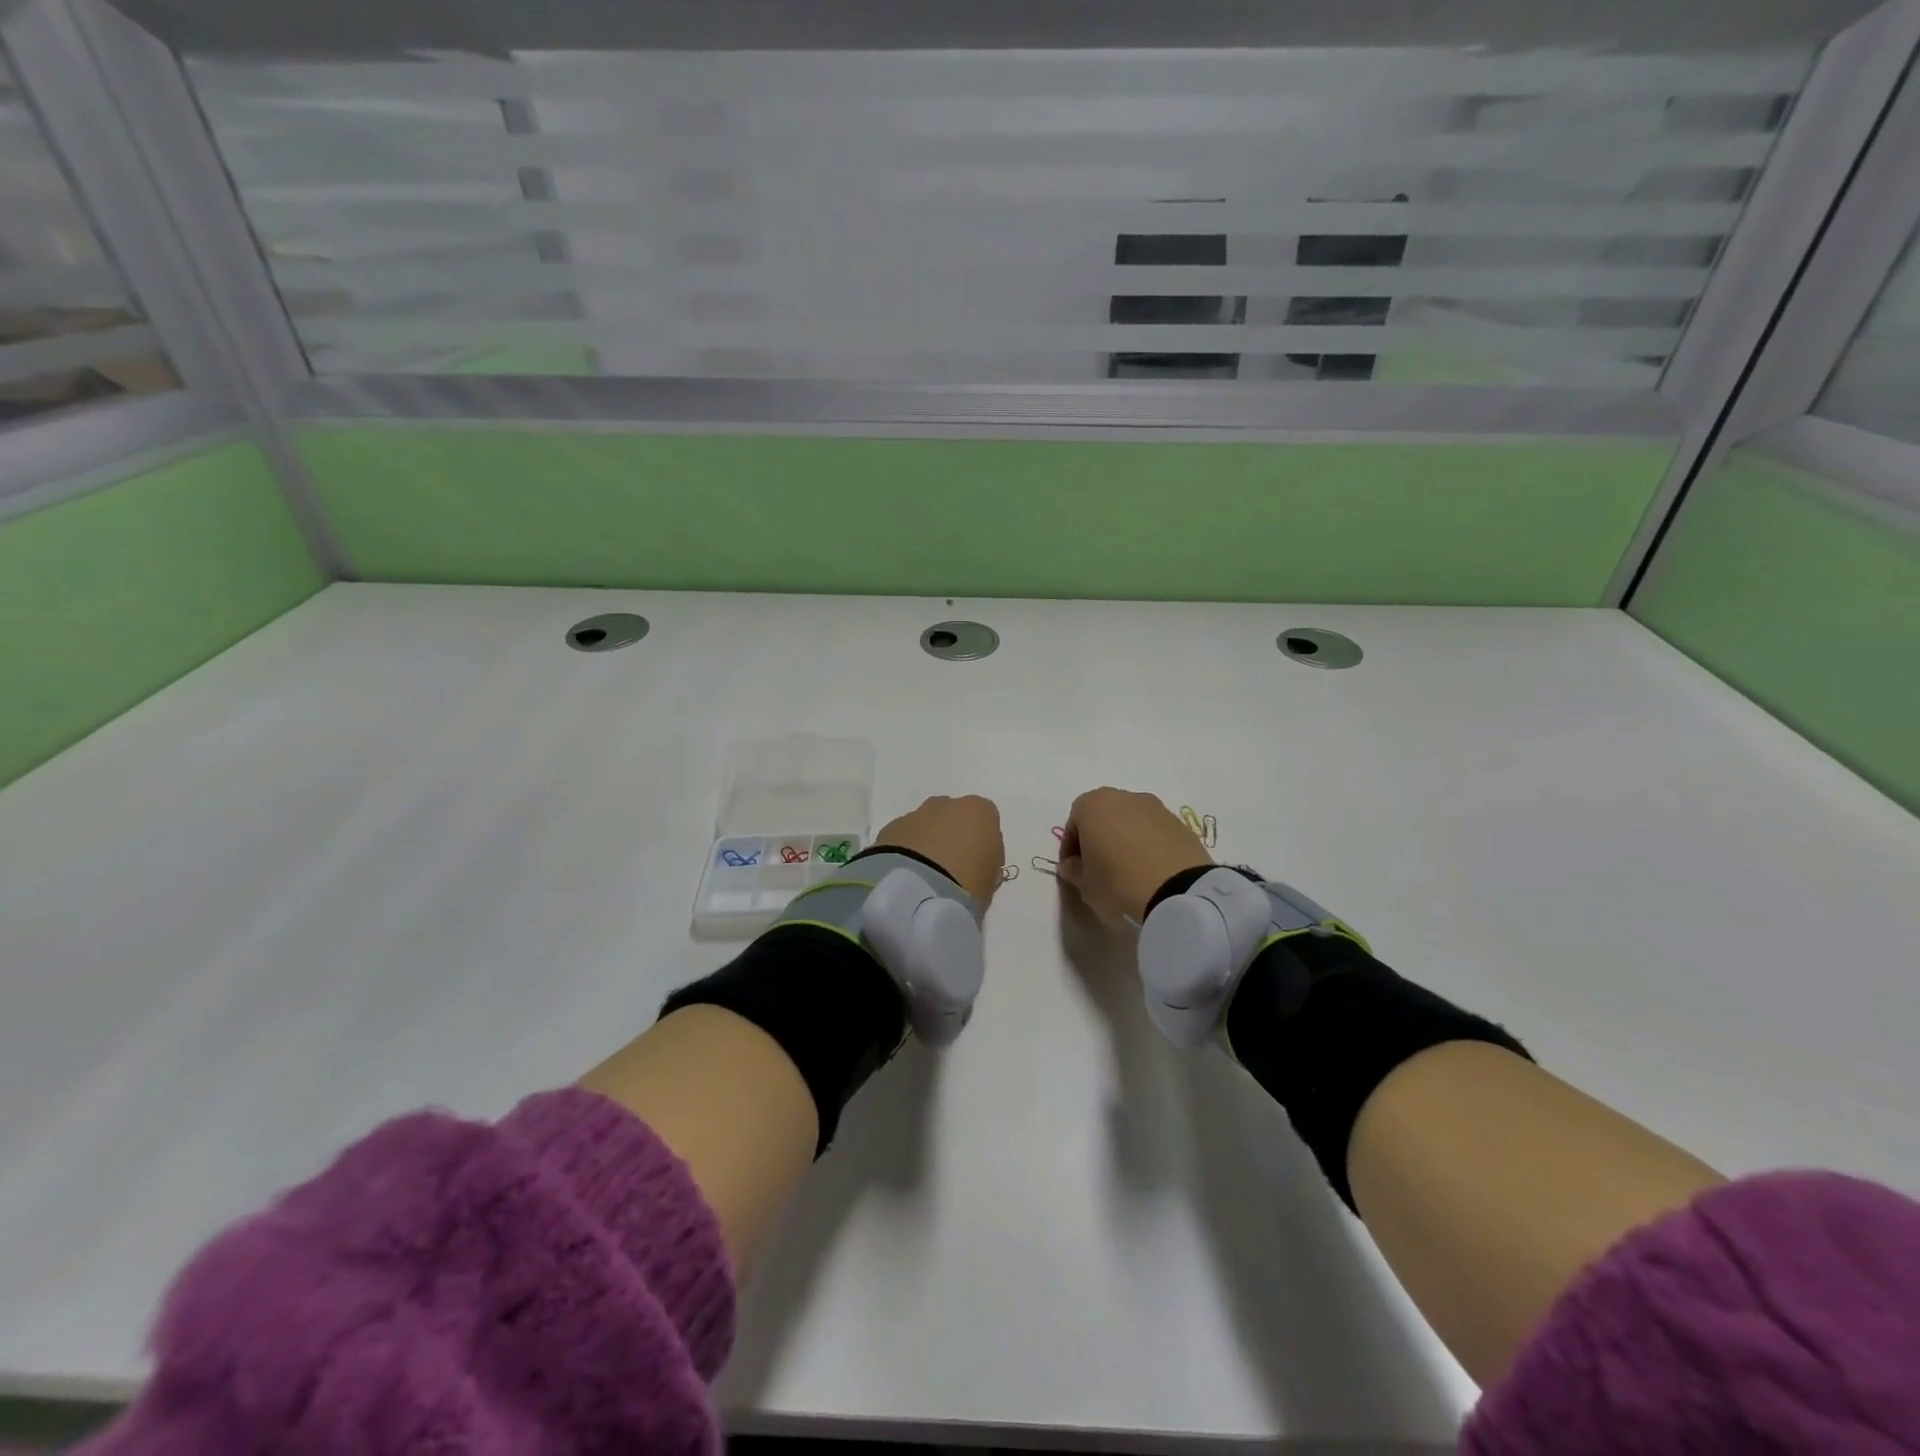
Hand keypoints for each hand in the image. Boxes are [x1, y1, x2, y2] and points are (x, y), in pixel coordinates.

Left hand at [872, 795, 1005, 904]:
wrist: (916, 891)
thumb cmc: (966, 884)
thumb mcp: (990, 881)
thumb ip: (986, 864)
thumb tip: (975, 865)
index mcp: (979, 811)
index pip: (986, 820)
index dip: (982, 843)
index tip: (978, 865)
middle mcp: (947, 804)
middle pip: (953, 817)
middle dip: (951, 836)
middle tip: (950, 869)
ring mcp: (915, 814)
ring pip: (925, 825)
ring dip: (926, 843)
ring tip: (924, 875)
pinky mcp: (889, 829)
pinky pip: (903, 838)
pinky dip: (905, 851)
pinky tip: (906, 875)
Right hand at [1058, 788, 1211, 924]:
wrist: (1179, 890)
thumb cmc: (1118, 882)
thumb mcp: (1085, 885)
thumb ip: (1073, 871)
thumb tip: (1072, 865)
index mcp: (1093, 805)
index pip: (1074, 821)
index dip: (1070, 847)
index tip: (1073, 868)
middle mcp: (1124, 797)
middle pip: (1103, 815)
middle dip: (1098, 837)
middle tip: (1098, 866)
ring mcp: (1156, 807)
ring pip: (1130, 821)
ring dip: (1124, 839)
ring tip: (1127, 870)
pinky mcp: (1180, 823)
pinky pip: (1154, 831)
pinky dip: (1148, 845)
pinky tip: (1150, 870)